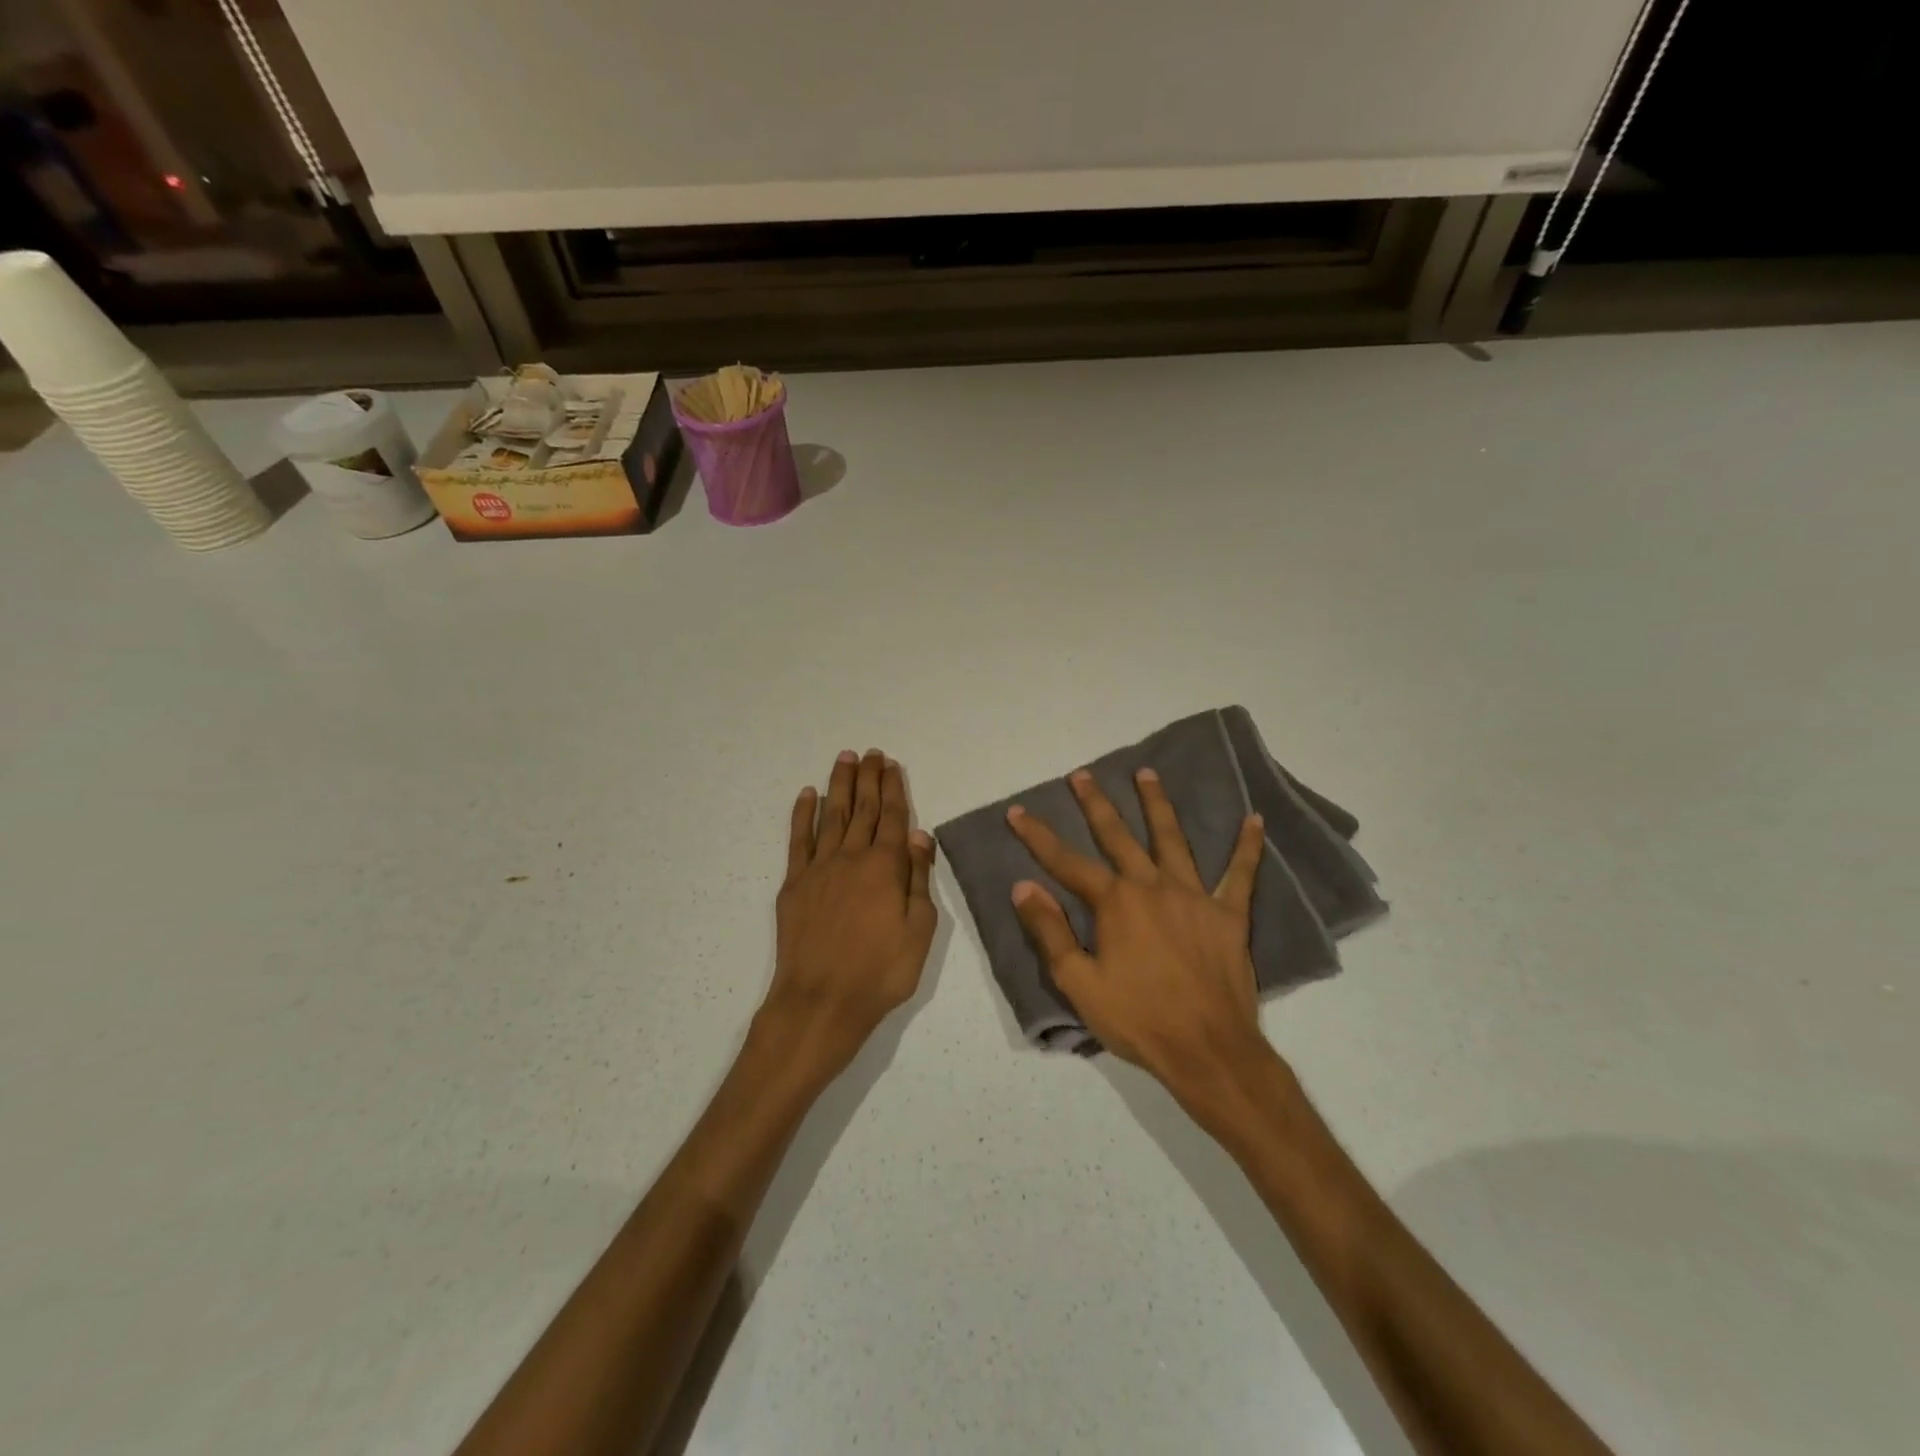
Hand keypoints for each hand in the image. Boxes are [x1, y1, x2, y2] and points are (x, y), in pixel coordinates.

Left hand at [764, 750, 937, 1077]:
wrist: (820, 1001)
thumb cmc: (880, 972)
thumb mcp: (920, 930)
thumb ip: (919, 879)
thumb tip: (921, 835)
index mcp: (886, 867)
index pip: (894, 818)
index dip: (894, 789)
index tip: (891, 765)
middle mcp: (851, 858)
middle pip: (863, 809)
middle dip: (868, 779)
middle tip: (870, 753)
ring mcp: (819, 868)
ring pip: (832, 816)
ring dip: (839, 786)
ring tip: (844, 759)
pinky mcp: (794, 884)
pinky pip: (799, 840)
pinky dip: (803, 815)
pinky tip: (808, 795)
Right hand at [1007, 768, 1272, 1098]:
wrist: (1208, 1051)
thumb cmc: (1137, 1019)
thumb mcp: (1079, 983)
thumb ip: (1050, 932)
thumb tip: (1023, 887)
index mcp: (1115, 903)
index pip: (1066, 862)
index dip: (1038, 836)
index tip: (1017, 811)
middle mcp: (1152, 887)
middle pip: (1118, 836)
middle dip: (1095, 804)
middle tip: (1082, 775)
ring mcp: (1194, 896)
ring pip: (1172, 839)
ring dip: (1158, 804)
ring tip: (1147, 773)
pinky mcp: (1229, 915)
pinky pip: (1240, 874)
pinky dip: (1247, 847)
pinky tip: (1254, 820)